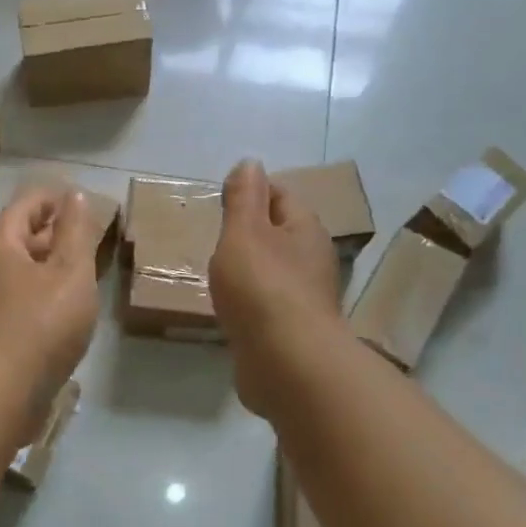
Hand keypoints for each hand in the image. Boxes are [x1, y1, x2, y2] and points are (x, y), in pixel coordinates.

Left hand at [0, 187, 103, 407]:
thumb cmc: (40, 325)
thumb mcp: (70, 272)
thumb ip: (75, 233)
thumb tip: (74, 195)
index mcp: (1, 248)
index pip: (23, 207)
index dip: (49, 197)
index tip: (75, 197)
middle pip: (17, 239)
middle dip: (49, 231)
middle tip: (83, 233)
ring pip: (18, 272)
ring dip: (46, 265)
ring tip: (79, 270)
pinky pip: (19, 300)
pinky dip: (41, 293)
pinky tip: (62, 309)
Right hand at [209, 160, 341, 417]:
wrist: (287, 363)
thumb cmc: (263, 288)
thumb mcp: (244, 232)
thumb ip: (244, 198)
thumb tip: (250, 163)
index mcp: (305, 230)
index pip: (281, 196)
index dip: (253, 191)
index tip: (221, 197)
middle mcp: (311, 260)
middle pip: (279, 235)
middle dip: (250, 232)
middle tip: (214, 235)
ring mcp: (303, 299)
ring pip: (273, 272)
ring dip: (249, 270)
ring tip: (216, 272)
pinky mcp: (291, 332)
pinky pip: (266, 306)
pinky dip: (249, 302)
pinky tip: (229, 309)